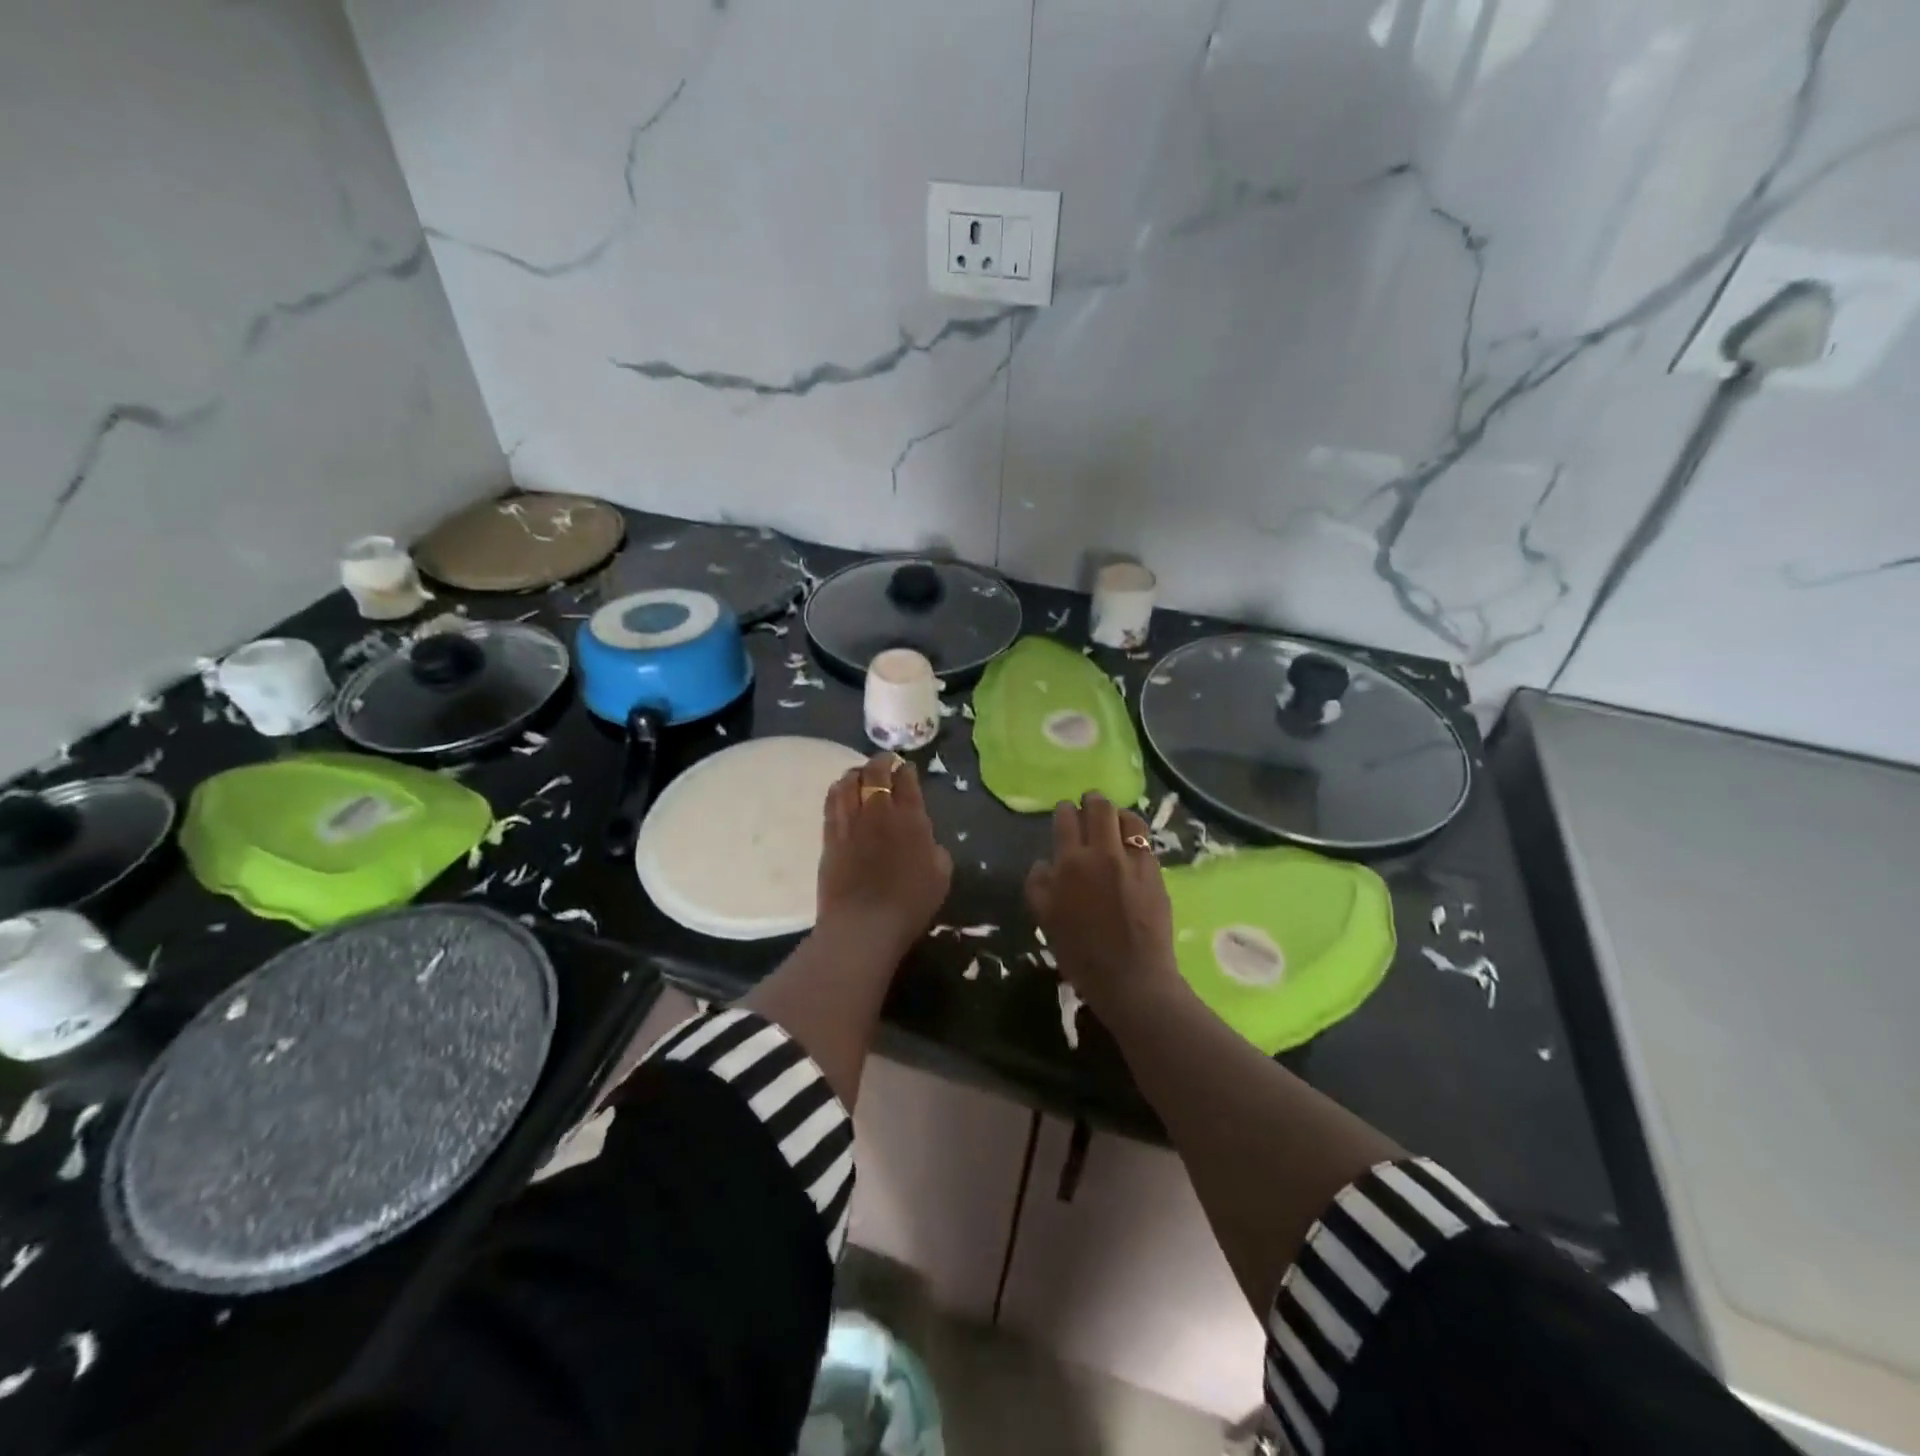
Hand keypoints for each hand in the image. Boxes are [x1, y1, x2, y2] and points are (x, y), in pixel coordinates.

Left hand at [818, 753, 952, 955]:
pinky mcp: (830, 836)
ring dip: (856, 773)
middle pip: (875, 773)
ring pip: (849, 782)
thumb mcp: (941, 876)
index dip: (907, 770)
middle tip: (885, 763)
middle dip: (881, 762)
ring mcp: (851, 822)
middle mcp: (879, 811)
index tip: (907, 769)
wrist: (864, 924)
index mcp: (911, 818)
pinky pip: (831, 802)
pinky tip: (841, 791)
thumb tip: (926, 840)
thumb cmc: (910, 903)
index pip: (907, 781)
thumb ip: (935, 850)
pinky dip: (838, 790)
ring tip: (860, 774)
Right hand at [1026, 793, 1178, 1014]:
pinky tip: (1132, 844)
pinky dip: (1135, 835)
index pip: (1067, 819)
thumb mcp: (1045, 920)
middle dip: (1092, 800)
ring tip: (1114, 819)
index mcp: (1071, 863)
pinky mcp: (1156, 872)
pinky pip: (1145, 842)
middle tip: (1089, 802)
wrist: (1132, 978)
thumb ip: (1038, 886)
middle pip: (1100, 809)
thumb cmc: (1081, 954)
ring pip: (1128, 819)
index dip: (1065, 810)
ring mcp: (1134, 861)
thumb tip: (1044, 864)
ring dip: (1118, 813)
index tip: (1065, 810)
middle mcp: (1103, 853)